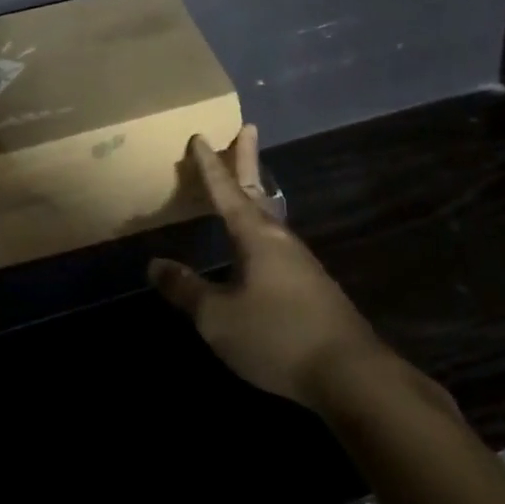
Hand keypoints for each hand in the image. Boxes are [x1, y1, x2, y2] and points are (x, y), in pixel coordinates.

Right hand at [149, 126, 387, 409]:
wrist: (349, 374)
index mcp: (256, 236)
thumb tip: (155, 265)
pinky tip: (258, 245)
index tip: (200, 136)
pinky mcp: (311, 286)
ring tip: (245, 185)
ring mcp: (300, 262)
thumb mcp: (217, 318)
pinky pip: (277, 242)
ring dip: (255, 194)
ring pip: (270, 216)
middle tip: (247, 129)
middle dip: (247, 160)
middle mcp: (280, 239)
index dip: (209, 166)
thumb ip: (185, 290)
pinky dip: (262, 225)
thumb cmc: (276, 337)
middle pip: (257, 190)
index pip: (226, 191)